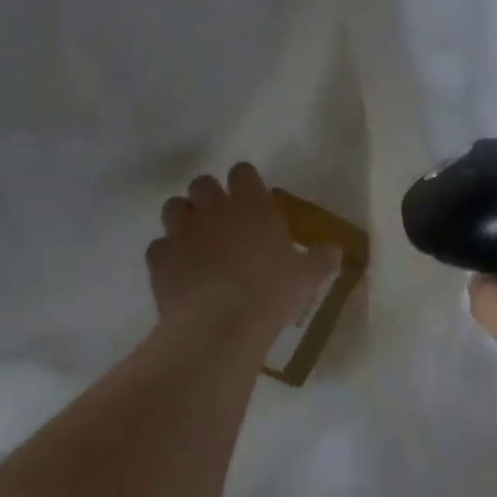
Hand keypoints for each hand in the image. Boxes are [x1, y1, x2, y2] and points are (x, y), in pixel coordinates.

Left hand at [146, 164, 332, 338]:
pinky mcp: (159, 259)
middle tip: (222, 219)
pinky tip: (179, 270)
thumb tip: (337, 249)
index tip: (252, 197)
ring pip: (173, 207)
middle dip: (209, 196)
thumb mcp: (307, 277)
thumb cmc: (271, 293)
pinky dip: (167, 254)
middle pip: (202, 183)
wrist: (219, 324)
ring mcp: (182, 232)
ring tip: (196, 239)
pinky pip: (158, 246)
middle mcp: (213, 209)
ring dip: (183, 218)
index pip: (242, 172)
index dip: (245, 182)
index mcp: (252, 205)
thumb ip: (322, 258)